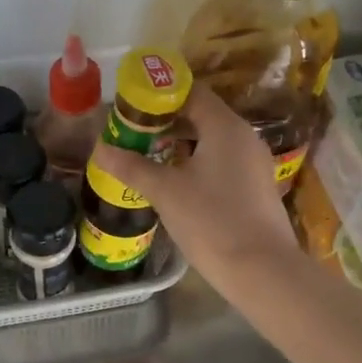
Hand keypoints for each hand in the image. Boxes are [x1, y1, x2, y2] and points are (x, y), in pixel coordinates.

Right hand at [93, 86, 299, 288]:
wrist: (262, 270)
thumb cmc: (212, 221)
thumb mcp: (166, 192)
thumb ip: (132, 166)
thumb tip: (100, 149)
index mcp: (225, 126)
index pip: (191, 91)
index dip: (159, 94)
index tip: (131, 105)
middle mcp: (243, 137)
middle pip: (201, 115)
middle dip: (165, 121)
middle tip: (131, 132)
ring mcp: (252, 163)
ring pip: (211, 141)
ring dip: (179, 144)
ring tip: (146, 155)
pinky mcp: (254, 188)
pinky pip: (221, 162)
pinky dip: (196, 163)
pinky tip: (174, 182)